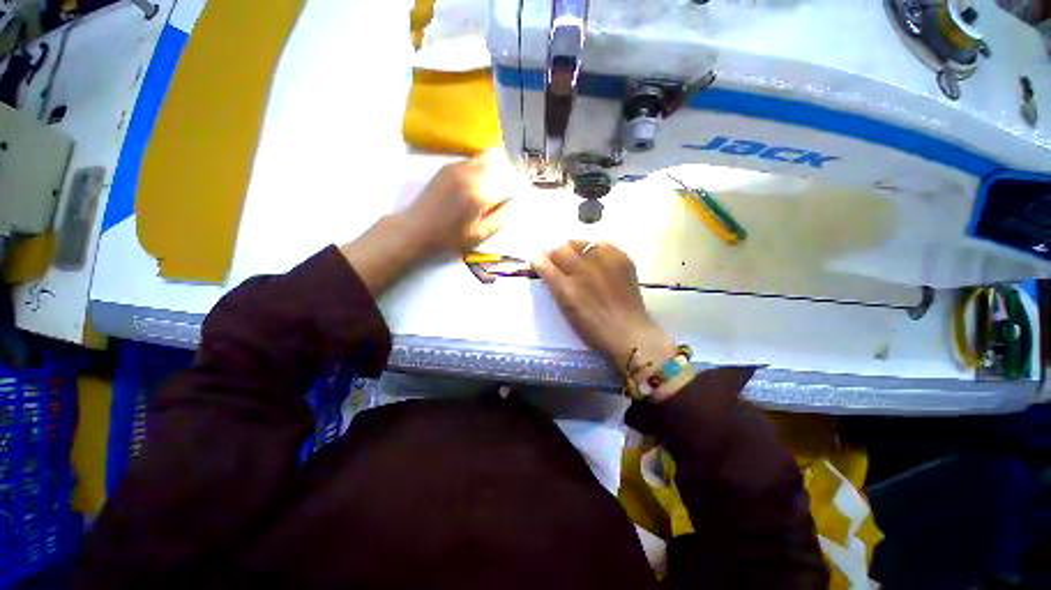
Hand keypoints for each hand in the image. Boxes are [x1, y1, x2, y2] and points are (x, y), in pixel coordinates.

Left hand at [398, 154, 510, 254]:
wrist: (416, 229)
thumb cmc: (448, 237)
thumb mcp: (479, 235)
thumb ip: (499, 218)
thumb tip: (509, 203)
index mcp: (479, 194)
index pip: (507, 184)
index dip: (513, 189)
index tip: (511, 197)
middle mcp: (469, 175)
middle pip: (497, 164)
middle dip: (503, 175)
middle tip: (501, 190)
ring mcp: (456, 168)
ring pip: (483, 159)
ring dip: (491, 170)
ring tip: (488, 188)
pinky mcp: (447, 167)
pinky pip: (470, 162)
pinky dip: (478, 169)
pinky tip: (474, 185)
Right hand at [534, 241, 675, 376]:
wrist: (628, 332)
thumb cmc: (593, 329)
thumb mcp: (567, 311)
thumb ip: (555, 287)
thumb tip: (545, 267)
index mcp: (566, 288)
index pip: (544, 263)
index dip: (540, 261)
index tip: (540, 262)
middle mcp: (582, 271)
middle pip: (560, 249)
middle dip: (554, 253)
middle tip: (557, 260)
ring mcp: (603, 263)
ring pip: (580, 243)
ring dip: (573, 248)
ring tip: (577, 257)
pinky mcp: (621, 259)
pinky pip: (601, 244)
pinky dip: (594, 249)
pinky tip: (597, 259)